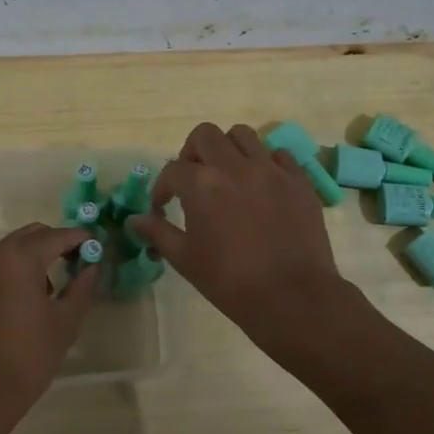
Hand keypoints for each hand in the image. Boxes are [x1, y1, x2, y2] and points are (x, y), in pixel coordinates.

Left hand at [0, 222, 99, 433]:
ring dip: (33, 256)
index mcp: (21, 258)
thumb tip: (92, 266)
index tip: (97, 245)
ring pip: (11, 248)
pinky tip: (24, 299)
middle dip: (56, 242)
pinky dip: (13, 270)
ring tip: (52, 287)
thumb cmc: (28, 356)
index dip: (80, 238)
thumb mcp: (65, 322)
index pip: (58, 235)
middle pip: (32, 235)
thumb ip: (82, 287)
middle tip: (77, 262)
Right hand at [128, 123, 348, 348]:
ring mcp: (271, 170)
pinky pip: (279, 155)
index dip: (162, 187)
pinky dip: (265, 162)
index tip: (162, 207)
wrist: (292, 298)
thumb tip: (134, 220)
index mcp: (202, 184)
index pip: (172, 170)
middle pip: (206, 135)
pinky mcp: (298, 181)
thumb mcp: (185, 259)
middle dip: (192, 152)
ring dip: (228, 149)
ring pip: (243, 135)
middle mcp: (235, 167)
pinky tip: (261, 185)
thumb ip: (158, 232)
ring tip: (227, 174)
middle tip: (193, 178)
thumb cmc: (231, 282)